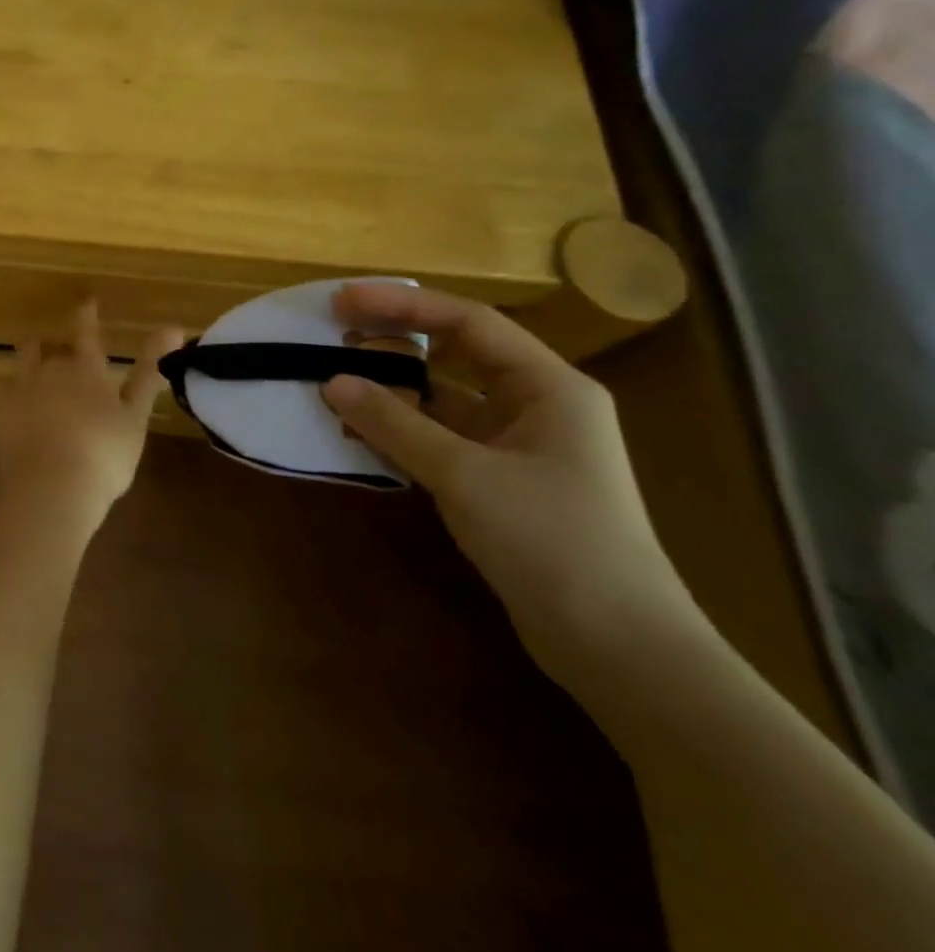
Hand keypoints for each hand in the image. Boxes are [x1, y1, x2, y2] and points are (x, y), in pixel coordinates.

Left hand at [0, 303, 184, 529]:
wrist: (52, 487)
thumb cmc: (104, 454)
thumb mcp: (136, 416)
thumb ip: (150, 372)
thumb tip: (175, 328)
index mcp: (86, 370)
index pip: (86, 332)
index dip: (86, 315)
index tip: (86, 303)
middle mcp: (51, 370)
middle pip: (51, 348)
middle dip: (58, 351)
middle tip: (67, 364)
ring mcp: (21, 388)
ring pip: (23, 360)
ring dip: (31, 361)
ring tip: (36, 374)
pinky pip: (0, 390)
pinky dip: (8, 393)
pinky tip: (12, 404)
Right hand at [321, 282, 699, 684]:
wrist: (619, 649)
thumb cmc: (553, 542)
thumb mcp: (465, 476)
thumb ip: (395, 425)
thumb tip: (332, 383)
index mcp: (548, 387)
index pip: (468, 322)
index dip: (403, 305)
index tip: (343, 302)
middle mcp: (536, 406)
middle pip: (454, 355)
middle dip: (393, 345)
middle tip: (333, 338)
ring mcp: (518, 446)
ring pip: (443, 400)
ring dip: (391, 394)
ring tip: (334, 388)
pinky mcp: (500, 482)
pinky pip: (440, 439)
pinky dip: (401, 432)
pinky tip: (359, 436)